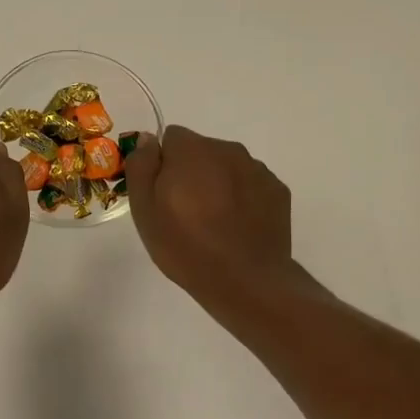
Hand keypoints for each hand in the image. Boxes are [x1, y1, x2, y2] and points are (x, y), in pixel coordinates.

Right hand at [123, 126, 299, 317]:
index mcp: (192, 150)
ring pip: (227, 167)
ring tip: (214, 224)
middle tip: (186, 213)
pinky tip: (237, 228)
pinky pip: (251, 185)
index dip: (162, 164)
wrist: (245, 280)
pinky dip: (243, 198)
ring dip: (218, 184)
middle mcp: (228, 149)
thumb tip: (147, 139)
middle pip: (201, 151)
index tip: (163, 195)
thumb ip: (141, 166)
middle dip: (192, 173)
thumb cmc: (186, 245)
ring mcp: (257, 169)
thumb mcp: (144, 210)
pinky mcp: (278, 190)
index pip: (171, 138)